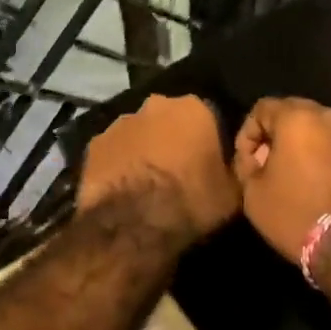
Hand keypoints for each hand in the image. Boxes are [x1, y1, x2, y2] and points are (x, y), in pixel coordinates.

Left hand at [77, 94, 238, 243]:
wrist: (134, 224)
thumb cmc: (191, 202)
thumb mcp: (232, 192)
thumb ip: (234, 169)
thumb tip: (235, 163)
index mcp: (195, 108)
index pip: (208, 117)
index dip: (208, 141)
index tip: (208, 163)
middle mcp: (157, 105)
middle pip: (170, 119)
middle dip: (173, 138)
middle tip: (178, 171)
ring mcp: (121, 122)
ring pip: (139, 132)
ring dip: (144, 149)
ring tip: (147, 182)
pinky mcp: (95, 143)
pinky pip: (114, 151)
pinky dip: (119, 163)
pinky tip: (123, 188)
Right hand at [232, 97, 330, 264]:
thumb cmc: (297, 215)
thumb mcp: (253, 194)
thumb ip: (248, 165)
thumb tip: (256, 157)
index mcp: (297, 118)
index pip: (262, 108)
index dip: (248, 133)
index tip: (247, 162)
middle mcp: (330, 117)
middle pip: (296, 114)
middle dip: (279, 136)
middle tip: (271, 166)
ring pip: (323, 131)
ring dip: (308, 147)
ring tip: (300, 178)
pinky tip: (327, 188)